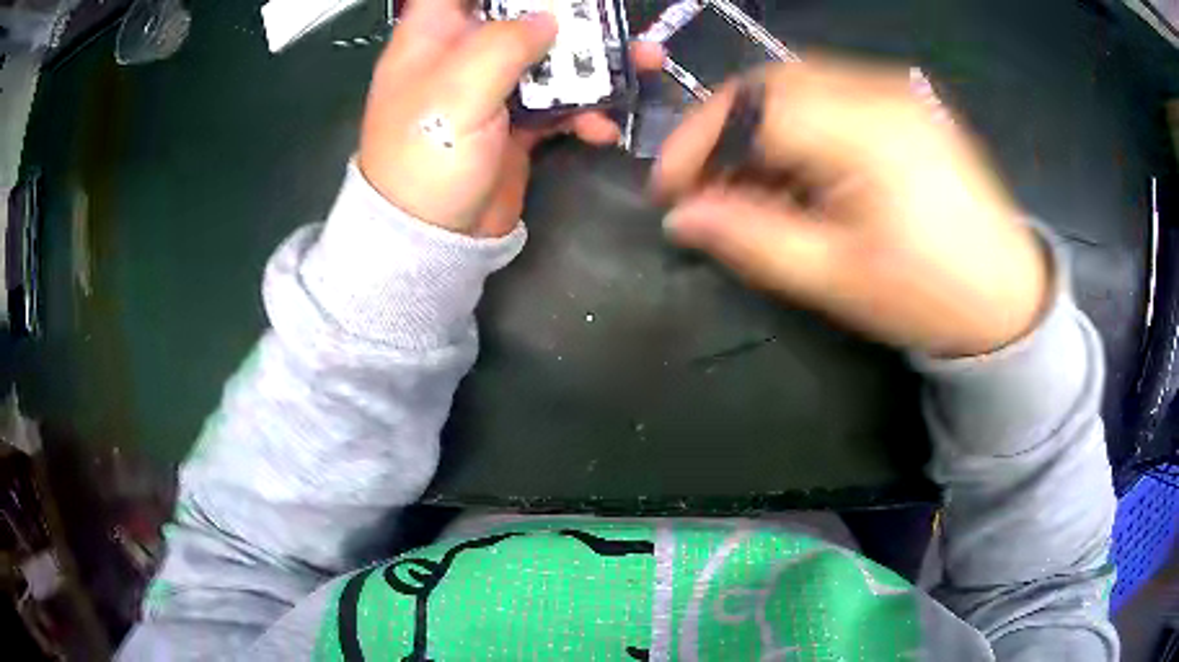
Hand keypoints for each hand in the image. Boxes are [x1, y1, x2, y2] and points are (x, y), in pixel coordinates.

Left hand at [358, 0, 661, 237]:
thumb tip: (548, 19)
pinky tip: (605, 128)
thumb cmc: (429, 156)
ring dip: (597, 63)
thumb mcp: (460, 89)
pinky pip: (560, 105)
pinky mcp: (517, 125)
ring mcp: (493, 90)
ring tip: (646, 62)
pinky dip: (586, 113)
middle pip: (519, 16)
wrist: (432, 239)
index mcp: (433, 37)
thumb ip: (505, 43)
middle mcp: (463, 56)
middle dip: (571, 16)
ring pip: (551, 58)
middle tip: (614, 18)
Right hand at [651, 58, 1049, 357]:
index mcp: (867, 130)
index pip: (754, 106)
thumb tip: (682, 217)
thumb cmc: (931, 298)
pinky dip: (795, 124)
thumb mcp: (837, 279)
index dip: (697, 141)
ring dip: (758, 126)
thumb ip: (753, 240)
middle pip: (770, 82)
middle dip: (722, 129)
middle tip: (704, 185)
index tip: (667, 189)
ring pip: (797, 84)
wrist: (1008, 299)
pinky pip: (829, 94)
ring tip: (749, 183)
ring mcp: (896, 90)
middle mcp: (880, 90)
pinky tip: (797, 168)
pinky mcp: (904, 102)